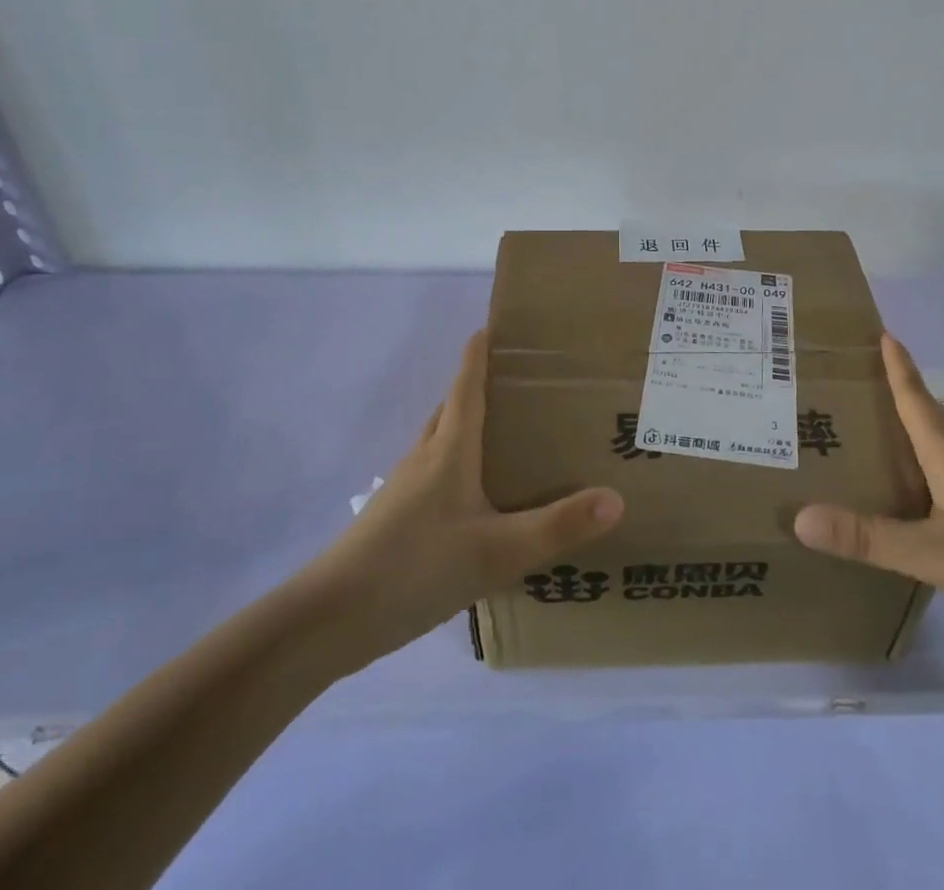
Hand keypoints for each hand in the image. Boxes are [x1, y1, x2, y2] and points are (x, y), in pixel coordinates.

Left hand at [312, 332, 623, 654]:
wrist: (327, 621)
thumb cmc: (413, 568)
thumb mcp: (496, 552)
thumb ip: (557, 527)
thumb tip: (616, 497)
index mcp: (449, 450)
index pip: (467, 385)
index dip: (479, 353)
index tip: (495, 323)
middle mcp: (425, 458)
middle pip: (452, 408)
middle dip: (481, 386)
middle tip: (521, 381)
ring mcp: (405, 490)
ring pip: (441, 442)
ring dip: (469, 426)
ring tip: (508, 434)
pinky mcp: (395, 520)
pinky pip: (434, 475)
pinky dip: (459, 465)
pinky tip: (477, 498)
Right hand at [794, 334, 943, 656]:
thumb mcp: (936, 554)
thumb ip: (868, 538)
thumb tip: (799, 517)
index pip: (916, 397)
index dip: (898, 366)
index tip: (881, 331)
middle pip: (930, 415)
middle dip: (899, 392)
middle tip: (863, 378)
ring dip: (916, 429)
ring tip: (883, 430)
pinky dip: (934, 466)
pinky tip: (927, 493)